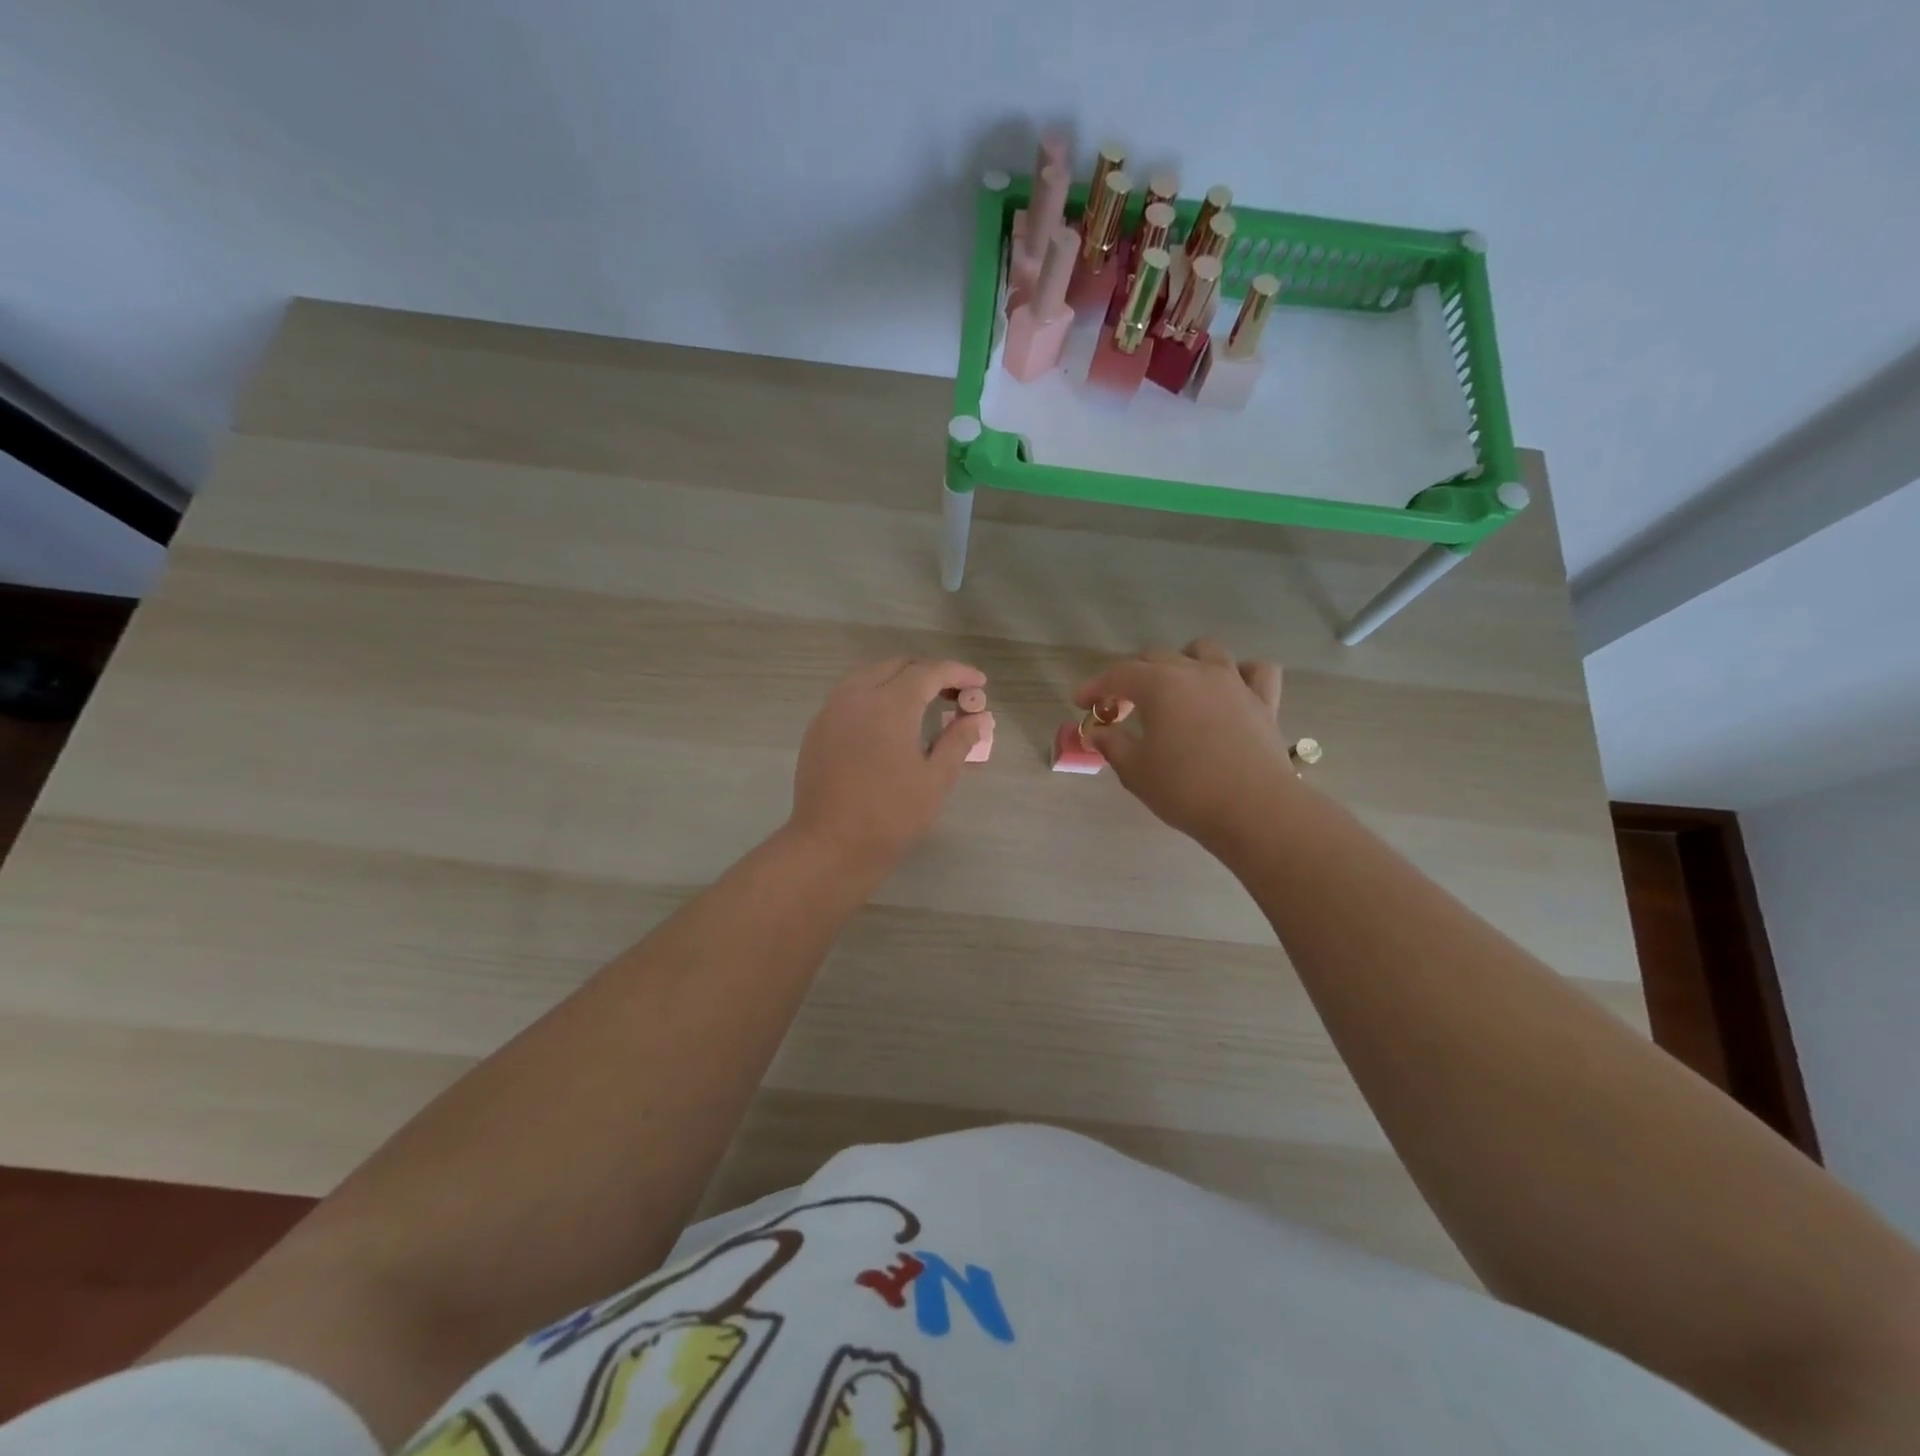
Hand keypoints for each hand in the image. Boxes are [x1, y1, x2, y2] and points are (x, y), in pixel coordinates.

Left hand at [787, 657, 990, 871]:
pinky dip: (875, 696)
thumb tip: (977, 718)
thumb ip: (958, 741)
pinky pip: (851, 696)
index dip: (958, 673)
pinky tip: (888, 723)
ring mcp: (832, 711)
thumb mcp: (936, 779)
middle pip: (898, 666)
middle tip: (954, 695)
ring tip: (923, 704)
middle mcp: (857, 696)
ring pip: (870, 676)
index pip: (930, 672)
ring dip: (900, 681)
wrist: (830, 845)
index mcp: (890, 704)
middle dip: (929, 673)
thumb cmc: (891, 815)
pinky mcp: (817, 728)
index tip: (979, 683)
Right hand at [1074, 638, 1294, 847]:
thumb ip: (1112, 744)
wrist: (1254, 810)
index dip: (1095, 686)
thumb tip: (1096, 732)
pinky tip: (1229, 690)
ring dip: (1183, 661)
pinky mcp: (1264, 701)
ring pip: (1206, 650)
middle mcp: (1196, 672)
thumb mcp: (1136, 771)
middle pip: (1156, 656)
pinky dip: (1240, 673)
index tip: (1081, 703)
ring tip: (1175, 687)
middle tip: (1121, 707)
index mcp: (1160, 686)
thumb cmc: (1186, 790)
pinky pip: (1255, 670)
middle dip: (1132, 676)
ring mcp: (1234, 682)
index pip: (1118, 674)